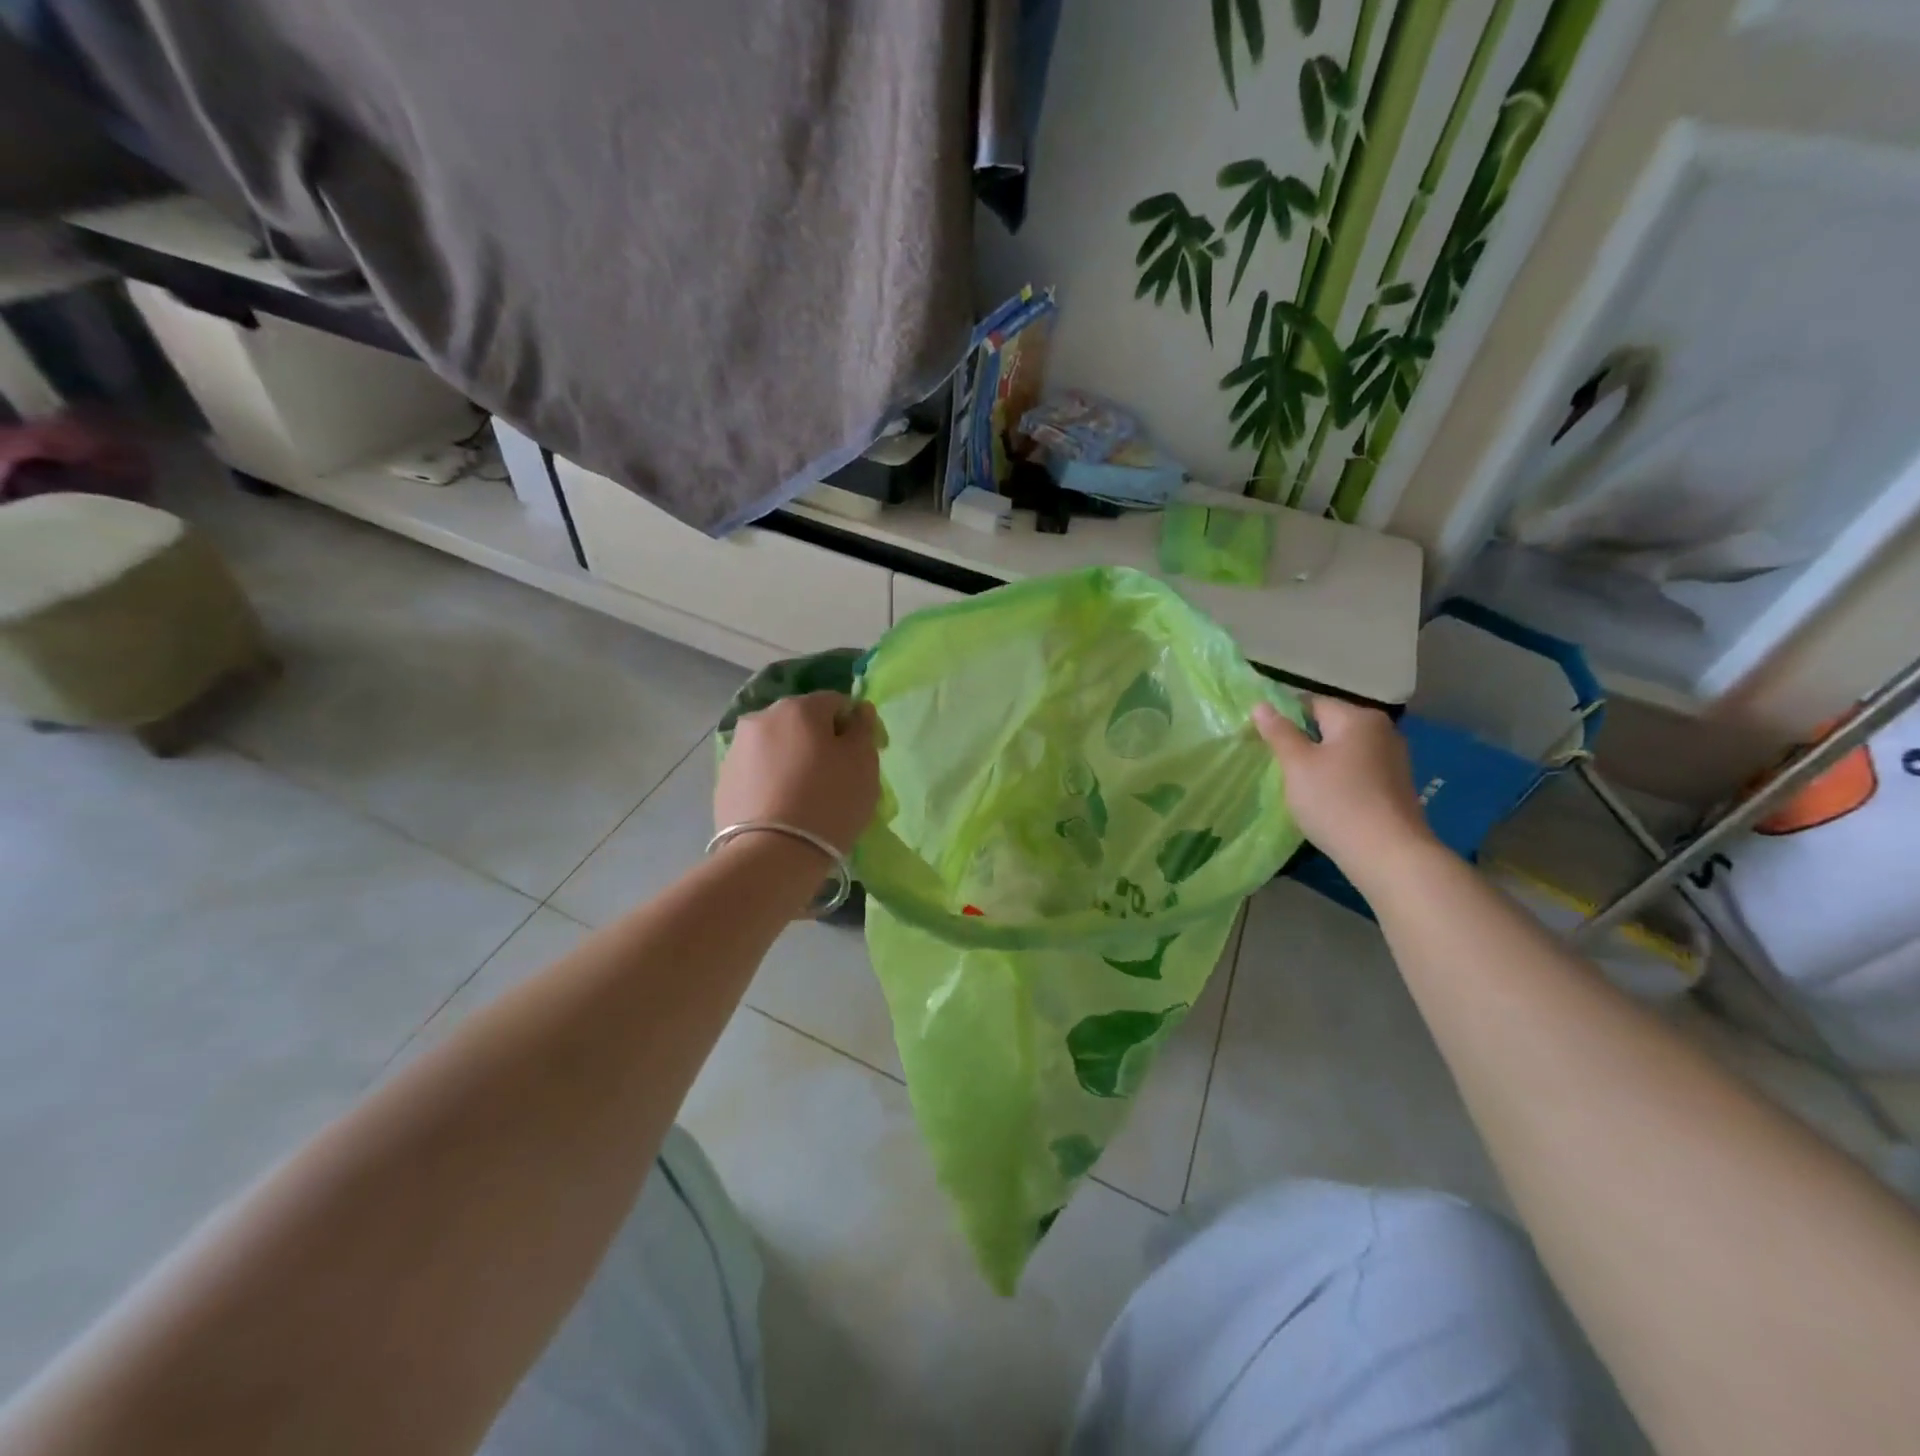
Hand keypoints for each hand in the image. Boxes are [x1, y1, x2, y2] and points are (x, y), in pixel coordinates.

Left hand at [715, 692, 879, 855]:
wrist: (772, 855)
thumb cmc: (829, 802)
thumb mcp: (863, 763)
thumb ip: (864, 728)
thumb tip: (858, 710)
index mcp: (799, 707)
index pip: (836, 702)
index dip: (853, 727)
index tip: (860, 758)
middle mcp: (762, 717)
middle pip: (802, 721)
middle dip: (819, 741)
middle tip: (834, 778)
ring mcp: (737, 748)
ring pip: (777, 745)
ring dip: (793, 760)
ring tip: (805, 796)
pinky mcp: (723, 779)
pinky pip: (758, 771)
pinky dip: (772, 780)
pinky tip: (782, 808)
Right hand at [1253, 695, 1434, 871]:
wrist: (1388, 854)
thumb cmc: (1336, 801)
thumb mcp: (1297, 765)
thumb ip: (1279, 732)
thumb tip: (1261, 704)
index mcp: (1358, 718)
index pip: (1311, 703)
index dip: (1283, 718)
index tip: (1264, 741)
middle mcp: (1382, 730)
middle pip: (1329, 725)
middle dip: (1303, 741)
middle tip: (1278, 765)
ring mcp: (1394, 759)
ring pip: (1343, 750)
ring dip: (1321, 761)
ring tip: (1300, 785)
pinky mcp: (1396, 785)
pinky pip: (1358, 770)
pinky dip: (1339, 778)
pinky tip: (1327, 799)